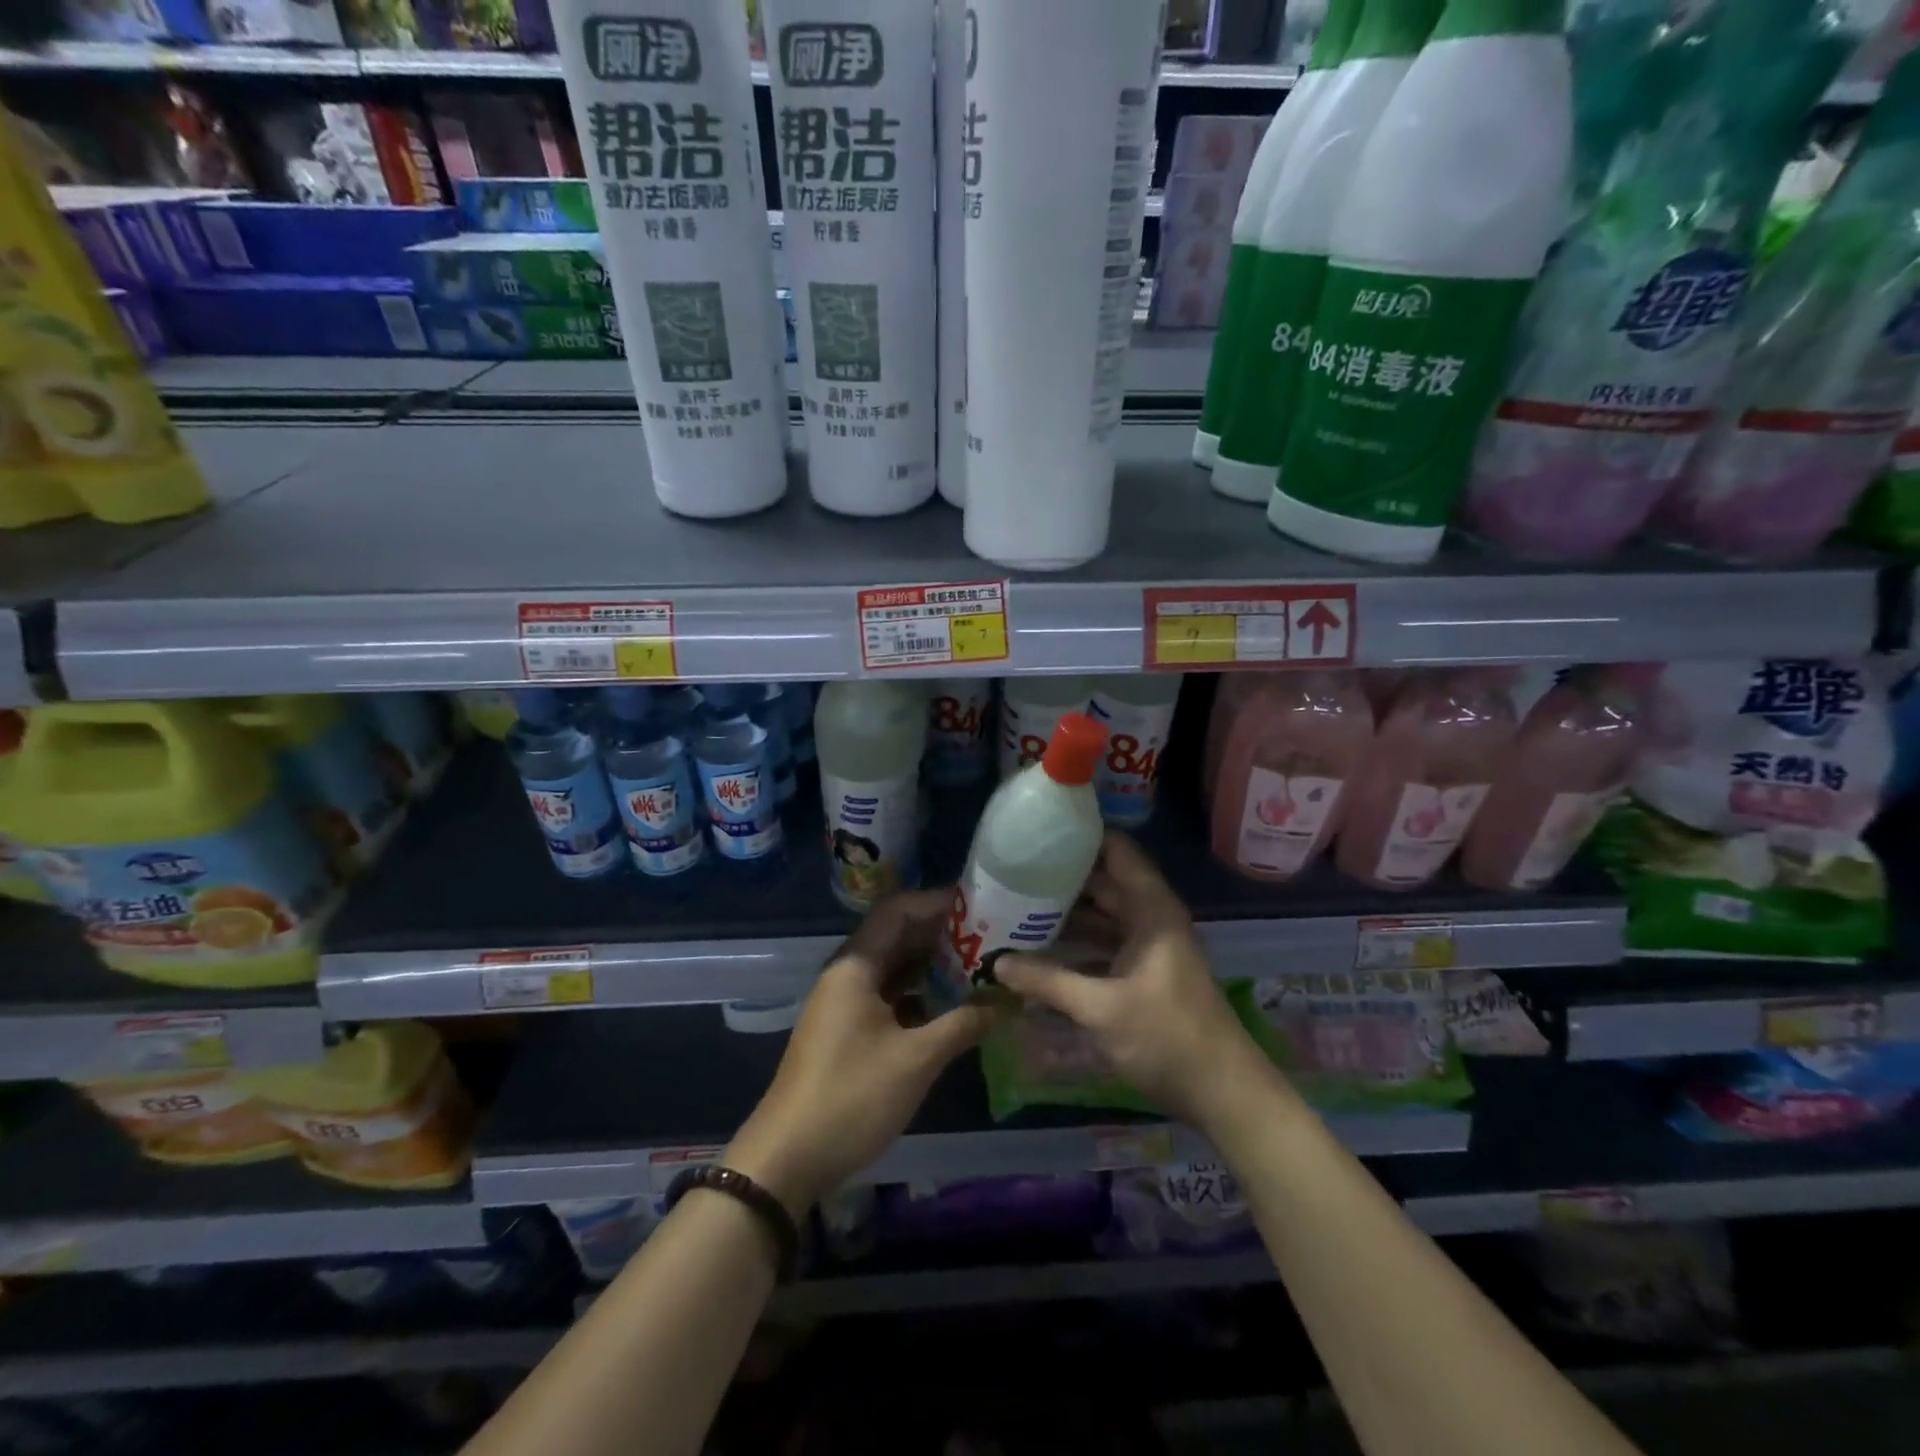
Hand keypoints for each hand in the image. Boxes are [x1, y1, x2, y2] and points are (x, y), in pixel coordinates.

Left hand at [725, 890, 1002, 1214]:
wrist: (787, 1157)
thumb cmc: (851, 1096)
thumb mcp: (916, 1059)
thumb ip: (965, 1023)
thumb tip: (1011, 1001)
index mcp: (855, 965)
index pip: (898, 910)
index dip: (938, 902)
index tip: (980, 905)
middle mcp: (848, 974)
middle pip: (897, 936)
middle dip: (942, 933)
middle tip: (990, 936)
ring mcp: (845, 1003)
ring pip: (894, 968)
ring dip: (932, 965)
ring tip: (980, 966)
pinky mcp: (847, 1030)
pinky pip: (888, 996)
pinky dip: (919, 994)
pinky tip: (951, 1006)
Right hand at [996, 833, 1266, 1126]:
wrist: (1222, 1093)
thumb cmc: (1166, 1037)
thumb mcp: (1100, 1008)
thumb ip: (1047, 981)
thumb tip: (997, 962)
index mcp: (1150, 909)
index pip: (1116, 850)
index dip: (1080, 836)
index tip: (1036, 833)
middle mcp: (1151, 918)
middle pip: (1104, 881)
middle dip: (1062, 877)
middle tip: (1012, 873)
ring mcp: (1149, 946)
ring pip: (1103, 915)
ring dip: (1067, 913)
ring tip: (1017, 906)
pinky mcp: (1145, 972)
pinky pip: (1106, 943)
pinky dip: (1078, 943)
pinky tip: (1041, 951)